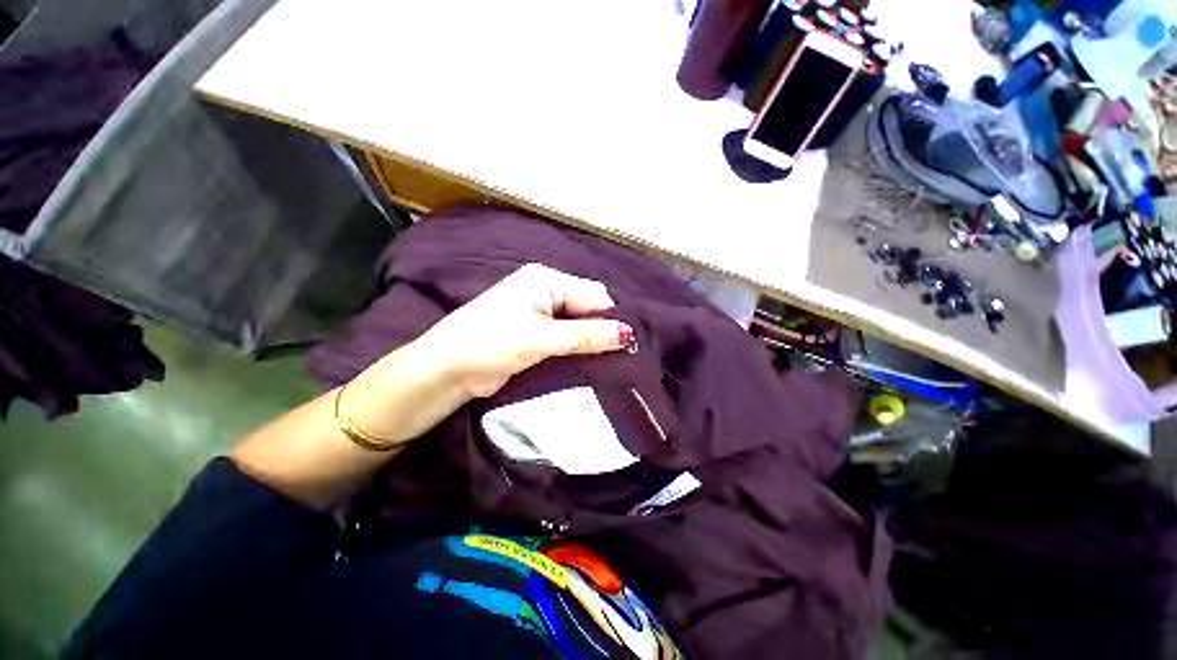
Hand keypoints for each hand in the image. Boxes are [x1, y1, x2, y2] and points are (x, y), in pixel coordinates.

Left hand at [417, 263, 631, 396]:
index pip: (593, 295)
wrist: (448, 369)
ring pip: (578, 326)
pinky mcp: (536, 335)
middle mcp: (546, 292)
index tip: (628, 344)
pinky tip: (592, 364)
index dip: (611, 317)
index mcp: (546, 281)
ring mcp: (540, 314)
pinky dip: (578, 350)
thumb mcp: (541, 338)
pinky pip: (566, 339)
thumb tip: (626, 333)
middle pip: (587, 309)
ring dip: (591, 343)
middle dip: (602, 330)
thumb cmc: (491, 342)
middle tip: (622, 356)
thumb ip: (585, 335)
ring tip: (613, 363)